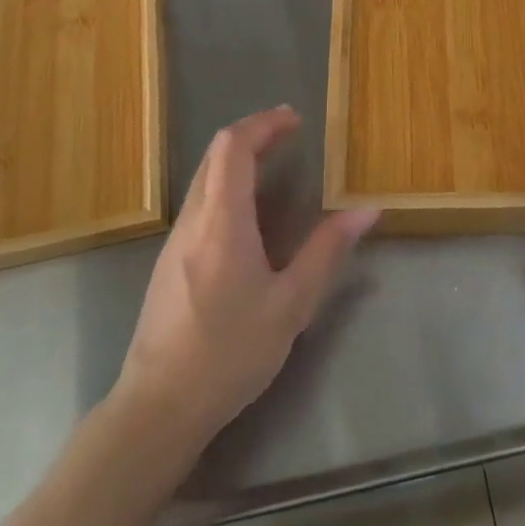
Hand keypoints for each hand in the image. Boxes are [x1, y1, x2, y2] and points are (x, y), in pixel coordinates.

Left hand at [115, 106, 377, 447]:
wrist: (159, 406)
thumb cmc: (230, 352)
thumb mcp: (291, 304)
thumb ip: (327, 251)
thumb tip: (365, 211)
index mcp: (222, 221)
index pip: (233, 146)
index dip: (264, 124)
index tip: (295, 120)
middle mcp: (193, 219)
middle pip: (215, 155)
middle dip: (253, 135)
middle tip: (290, 135)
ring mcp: (175, 240)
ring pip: (205, 178)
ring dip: (239, 160)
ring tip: (277, 167)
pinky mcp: (169, 262)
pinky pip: (200, 203)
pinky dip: (228, 186)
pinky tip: (251, 217)